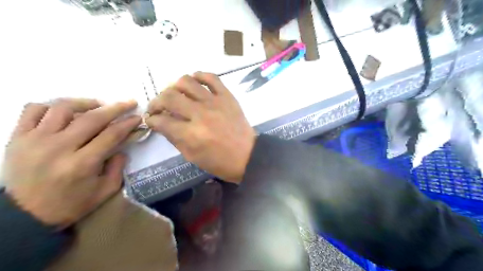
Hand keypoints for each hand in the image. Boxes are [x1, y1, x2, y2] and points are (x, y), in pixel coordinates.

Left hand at [1, 99, 141, 226]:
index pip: (111, 134)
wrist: (24, 215)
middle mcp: (59, 148)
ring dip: (86, 103)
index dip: (127, 123)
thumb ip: (118, 167)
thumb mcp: (105, 190)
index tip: (137, 117)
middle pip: (92, 118)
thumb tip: (122, 146)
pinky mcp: (18, 138)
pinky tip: (66, 111)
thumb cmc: (71, 204)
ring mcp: (35, 140)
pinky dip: (52, 106)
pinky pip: (33, 110)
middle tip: (128, 103)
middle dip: (115, 108)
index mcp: (82, 164)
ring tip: (98, 105)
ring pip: (63, 108)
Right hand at [147, 72, 255, 182]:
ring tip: (175, 94)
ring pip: (187, 82)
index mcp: (191, 134)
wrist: (247, 155)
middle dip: (157, 101)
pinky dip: (200, 76)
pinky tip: (194, 82)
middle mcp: (200, 114)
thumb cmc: (220, 161)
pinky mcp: (227, 96)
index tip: (151, 119)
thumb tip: (162, 124)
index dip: (152, 119)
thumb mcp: (192, 156)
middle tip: (158, 107)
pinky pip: (211, 78)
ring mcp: (214, 102)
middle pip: (169, 97)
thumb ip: (174, 138)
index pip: (162, 120)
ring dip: (174, 86)